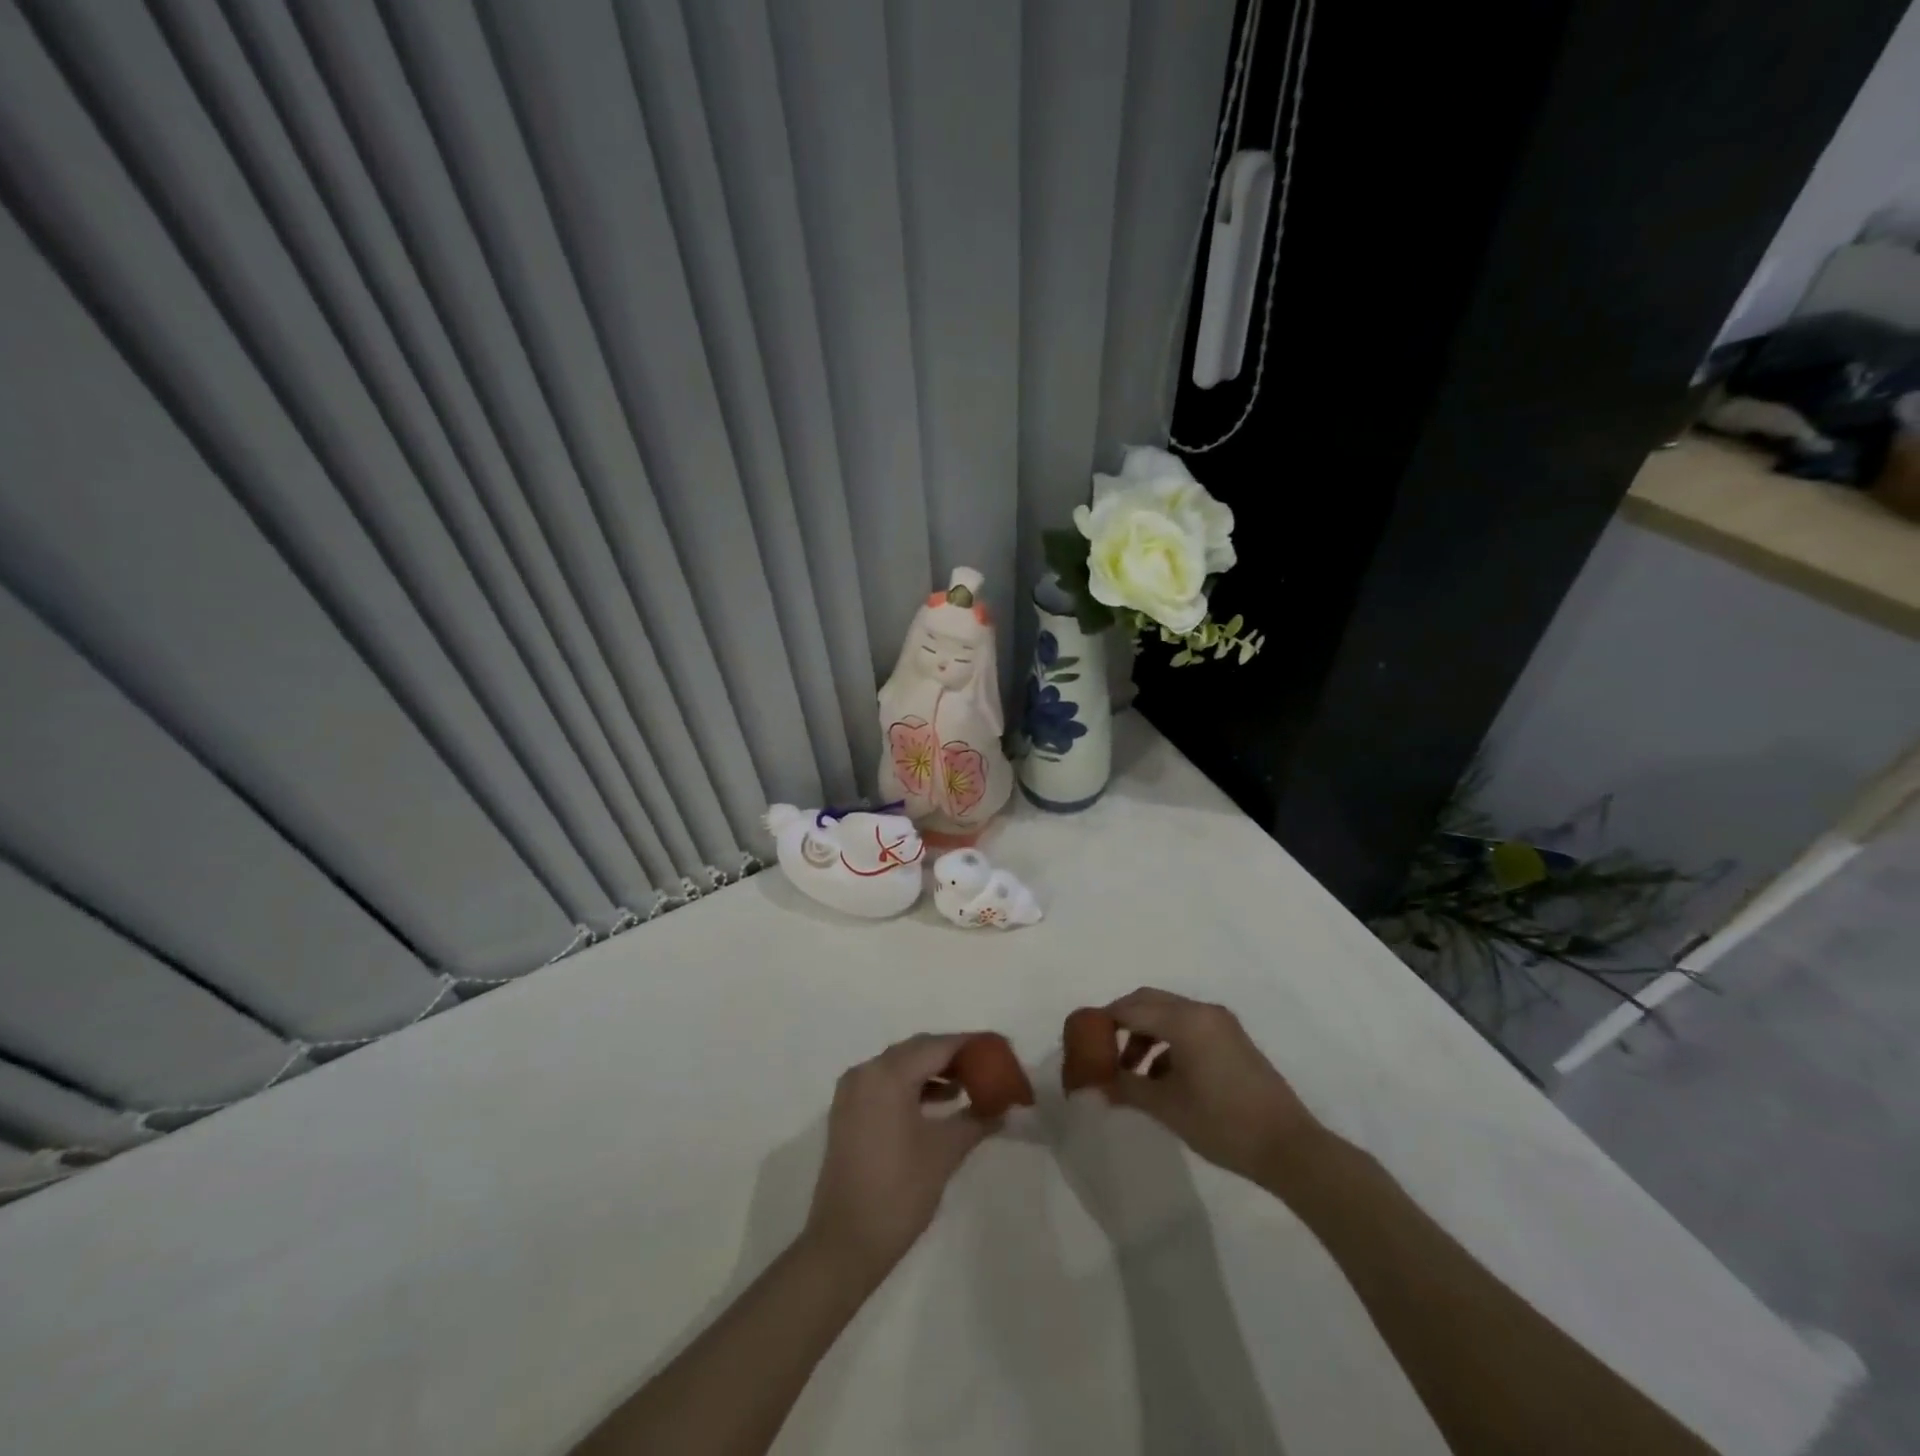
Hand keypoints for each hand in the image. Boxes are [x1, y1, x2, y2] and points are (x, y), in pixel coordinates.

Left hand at [803, 1033, 996, 1282]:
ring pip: (900, 1066)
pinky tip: (937, 1104)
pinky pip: (885, 1083)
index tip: (999, 1049)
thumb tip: (1004, 1108)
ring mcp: (852, 1091)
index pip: (937, 1046)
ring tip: (967, 1087)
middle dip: (952, 1056)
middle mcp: (866, 1071)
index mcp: (888, 1074)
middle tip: (986, 1067)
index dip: (971, 1045)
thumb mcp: (945, 1152)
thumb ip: (977, 1120)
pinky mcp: (847, 1112)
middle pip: (917, 1050)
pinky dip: (912, 1086)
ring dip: (932, 1071)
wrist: (845, 1243)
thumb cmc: (899, 1192)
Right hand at [1101, 988, 1317, 1186]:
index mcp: (1185, 1020)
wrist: (1289, 1148)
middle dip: (1123, 1021)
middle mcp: (1202, 1011)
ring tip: (1131, 1071)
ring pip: (1169, 1014)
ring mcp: (1221, 1024)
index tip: (1083, 1038)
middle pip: (1150, 1001)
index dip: (1103, 1020)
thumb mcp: (1167, 1107)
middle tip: (1103, 1049)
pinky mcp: (1233, 1039)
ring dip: (1145, 1034)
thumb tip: (1097, 1085)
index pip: (1131, 1008)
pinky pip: (1189, 1027)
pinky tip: (1161, 1078)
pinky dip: (1168, 1042)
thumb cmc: (1222, 1123)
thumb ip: (1127, 1088)